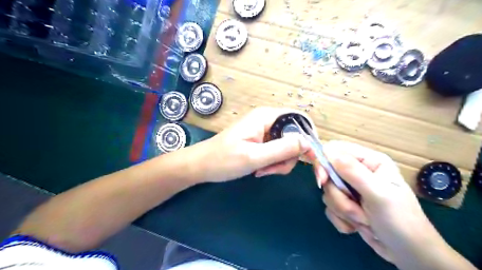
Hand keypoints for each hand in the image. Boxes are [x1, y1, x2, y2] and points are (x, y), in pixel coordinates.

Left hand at [201, 109, 310, 181]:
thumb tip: (308, 143)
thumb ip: (282, 149)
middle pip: (294, 136)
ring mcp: (263, 132)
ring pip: (286, 147)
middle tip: (272, 169)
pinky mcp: (260, 142)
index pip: (299, 119)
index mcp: (266, 116)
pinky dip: (273, 163)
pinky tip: (259, 170)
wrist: (201, 166)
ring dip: (279, 163)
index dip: (309, 137)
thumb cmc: (223, 160)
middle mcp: (267, 120)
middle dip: (288, 156)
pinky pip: (276, 152)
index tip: (311, 158)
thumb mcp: (254, 156)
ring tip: (261, 171)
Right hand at [319, 141, 445, 264]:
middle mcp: (357, 171)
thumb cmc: (400, 221)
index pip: (335, 150)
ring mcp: (350, 188)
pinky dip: (341, 219)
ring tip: (364, 220)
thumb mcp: (378, 194)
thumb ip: (353, 172)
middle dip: (338, 195)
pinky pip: (329, 207)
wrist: (409, 254)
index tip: (322, 181)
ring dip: (343, 210)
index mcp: (369, 161)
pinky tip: (358, 226)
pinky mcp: (345, 204)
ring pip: (328, 193)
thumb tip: (328, 152)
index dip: (324, 162)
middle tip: (355, 208)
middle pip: (328, 174)